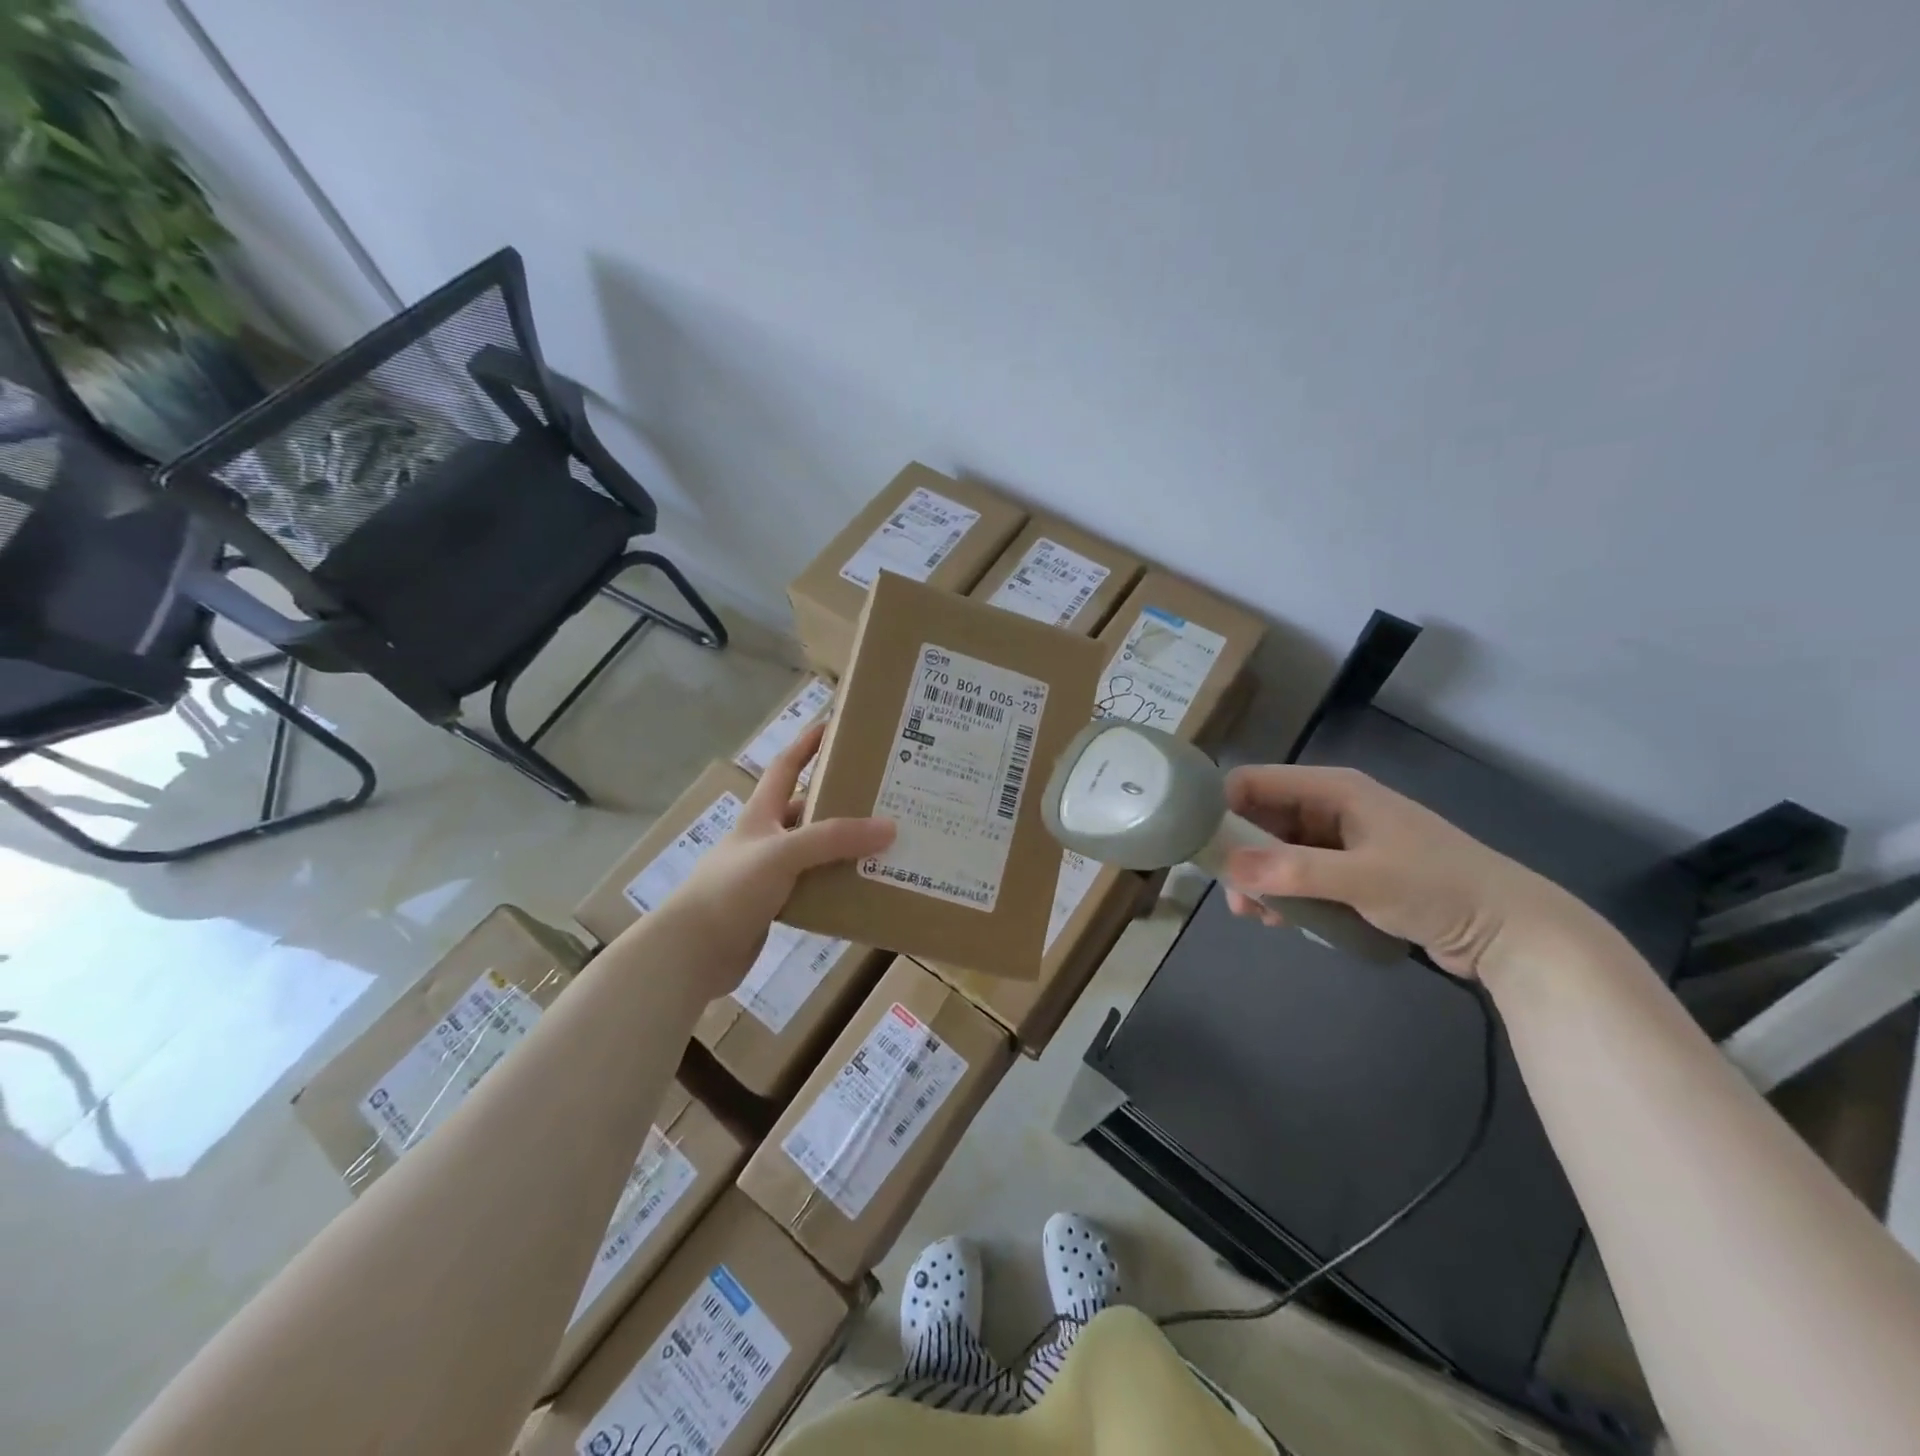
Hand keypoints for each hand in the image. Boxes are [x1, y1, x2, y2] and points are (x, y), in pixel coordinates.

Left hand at [657, 721, 893, 1001]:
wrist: (692, 952)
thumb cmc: (731, 888)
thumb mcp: (784, 853)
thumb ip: (834, 839)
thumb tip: (890, 827)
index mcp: (761, 814)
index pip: (786, 766)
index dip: (808, 743)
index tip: (835, 725)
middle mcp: (765, 838)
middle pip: (807, 810)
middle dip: (840, 801)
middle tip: (882, 797)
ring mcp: (769, 874)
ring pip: (814, 852)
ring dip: (843, 848)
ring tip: (885, 844)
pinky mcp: (774, 906)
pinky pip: (814, 887)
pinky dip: (836, 885)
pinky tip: (863, 888)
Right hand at [1221, 764, 1608, 983]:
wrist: (1511, 930)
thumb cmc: (1437, 887)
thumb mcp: (1362, 878)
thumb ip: (1293, 870)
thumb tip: (1226, 866)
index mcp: (1333, 789)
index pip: (1255, 781)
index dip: (1221, 805)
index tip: (1199, 845)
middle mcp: (1331, 807)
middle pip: (1261, 817)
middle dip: (1238, 853)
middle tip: (1230, 894)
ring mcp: (1340, 840)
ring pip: (1276, 849)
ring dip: (1259, 878)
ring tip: (1254, 916)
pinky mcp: (1349, 871)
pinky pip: (1298, 873)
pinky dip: (1283, 892)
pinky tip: (1281, 920)